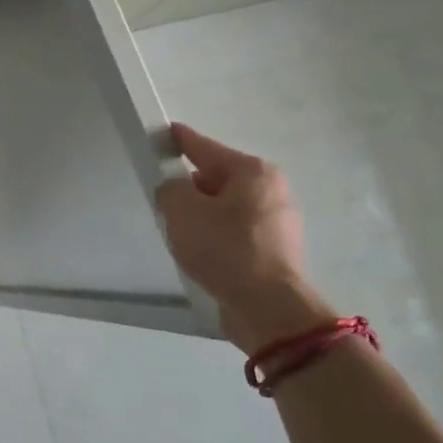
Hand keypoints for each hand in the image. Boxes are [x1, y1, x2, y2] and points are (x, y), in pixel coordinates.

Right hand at [156, 124, 337, 352]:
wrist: (267, 308)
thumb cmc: (225, 249)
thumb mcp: (181, 210)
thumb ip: (170, 189)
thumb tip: (176, 191)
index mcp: (252, 171)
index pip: (205, 147)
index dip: (180, 140)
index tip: (164, 134)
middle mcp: (272, 189)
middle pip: (217, 179)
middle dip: (191, 188)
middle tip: (165, 203)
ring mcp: (279, 222)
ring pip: (227, 208)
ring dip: (204, 216)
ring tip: (181, 234)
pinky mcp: (276, 251)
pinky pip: (237, 232)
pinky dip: (218, 237)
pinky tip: (202, 253)